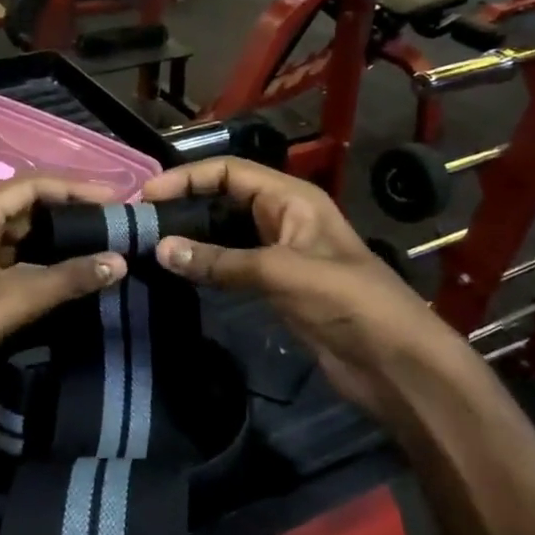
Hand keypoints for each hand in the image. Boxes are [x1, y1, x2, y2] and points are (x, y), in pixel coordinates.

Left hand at [0, 175, 128, 427]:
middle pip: (30, 209)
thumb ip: (65, 279)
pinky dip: (51, 268)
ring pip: (27, 240)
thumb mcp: (9, 300)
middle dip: (72, 213)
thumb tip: (119, 260)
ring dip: (63, 242)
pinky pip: (22, 267)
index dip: (75, 188)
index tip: (117, 198)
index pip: (30, 186)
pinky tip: (80, 276)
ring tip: (108, 246)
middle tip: (118, 223)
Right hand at [141, 158, 481, 417]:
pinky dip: (205, 264)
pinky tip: (178, 271)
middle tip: (140, 221)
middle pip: (224, 198)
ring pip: (225, 232)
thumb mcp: (280, 272)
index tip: (145, 195)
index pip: (229, 172)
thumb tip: (160, 249)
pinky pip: (232, 264)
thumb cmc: (346, 301)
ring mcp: (279, 252)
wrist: (394, 362)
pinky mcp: (276, 285)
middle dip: (185, 203)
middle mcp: (282, 218)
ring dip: (192, 235)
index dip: (187, 177)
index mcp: (291, 199)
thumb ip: (219, 261)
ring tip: (149, 243)